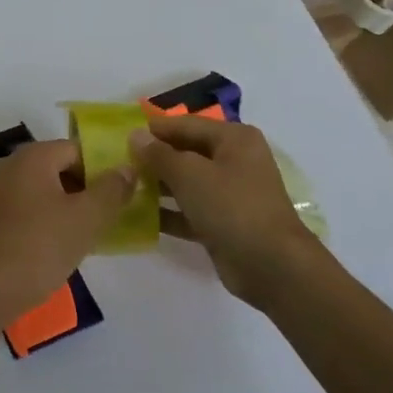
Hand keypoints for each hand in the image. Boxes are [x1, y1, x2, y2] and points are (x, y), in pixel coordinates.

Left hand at [0, 140, 133, 323]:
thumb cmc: (40, 247)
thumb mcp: (86, 218)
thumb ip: (112, 189)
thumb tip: (127, 168)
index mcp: (33, 155)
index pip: (78, 149)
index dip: (103, 170)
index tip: (121, 197)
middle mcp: (12, 163)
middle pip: (61, 166)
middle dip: (87, 189)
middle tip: (108, 217)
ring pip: (46, 188)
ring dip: (69, 205)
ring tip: (89, 234)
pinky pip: (29, 205)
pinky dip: (48, 217)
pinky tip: (61, 243)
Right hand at [131, 115, 317, 307]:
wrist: (272, 267)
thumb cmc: (231, 207)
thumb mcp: (190, 174)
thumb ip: (159, 154)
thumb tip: (135, 136)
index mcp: (234, 139)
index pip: (186, 125)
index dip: (154, 130)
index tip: (121, 137)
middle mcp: (234, 160)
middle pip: (186, 152)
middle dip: (155, 158)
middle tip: (120, 163)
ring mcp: (230, 193)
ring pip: (187, 182)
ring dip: (159, 185)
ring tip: (125, 188)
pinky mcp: (224, 222)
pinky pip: (190, 209)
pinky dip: (169, 212)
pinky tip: (139, 216)